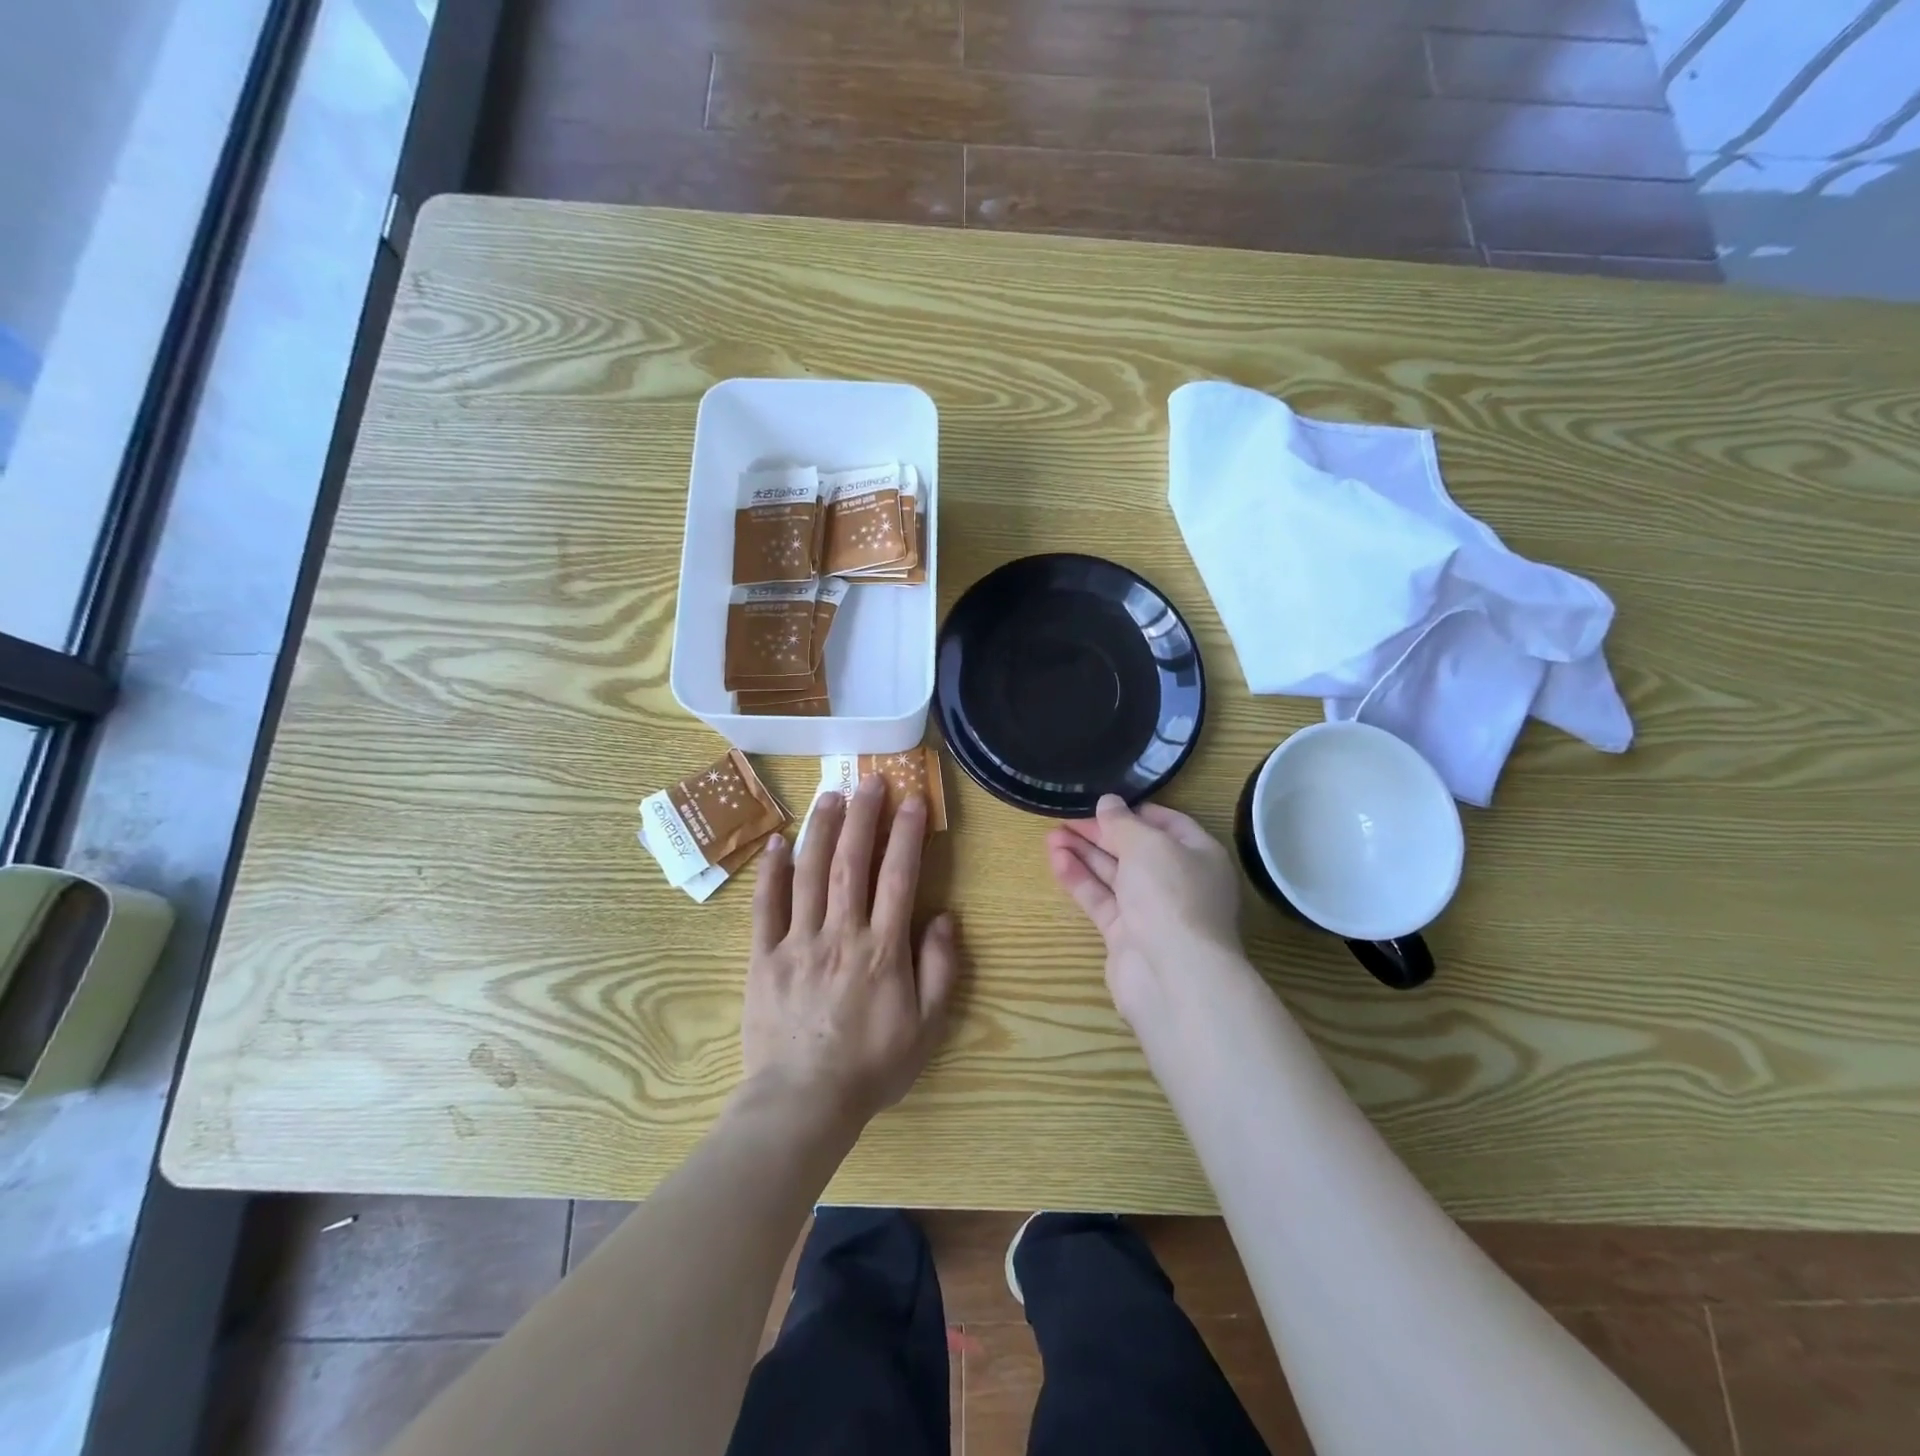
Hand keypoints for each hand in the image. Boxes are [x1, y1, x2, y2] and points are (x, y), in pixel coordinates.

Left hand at [742, 774, 959, 1128]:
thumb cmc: (872, 1065)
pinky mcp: (764, 957)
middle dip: (863, 816)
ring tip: (830, 794)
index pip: (898, 876)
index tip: (913, 799)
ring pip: (809, 873)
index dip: (907, 833)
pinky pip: (765, 907)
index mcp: (882, 948)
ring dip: (821, 830)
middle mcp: (840, 933)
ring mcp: (798, 942)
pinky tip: (777, 843)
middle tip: (869, 779)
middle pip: (852, 862)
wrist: (804, 1102)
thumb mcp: (927, 1027)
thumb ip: (940, 969)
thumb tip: (944, 917)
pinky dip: (771, 872)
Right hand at [1048, 795, 1243, 1024]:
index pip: (1168, 824)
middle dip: (1100, 833)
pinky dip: (1080, 880)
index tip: (1102, 803)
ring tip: (1050, 835)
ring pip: (1114, 875)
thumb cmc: (1170, 894)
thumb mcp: (1147, 844)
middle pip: (1135, 849)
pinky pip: (1101, 900)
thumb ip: (1122, 822)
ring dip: (1084, 854)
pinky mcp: (1127, 936)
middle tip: (1064, 817)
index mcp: (1199, 855)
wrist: (1173, 975)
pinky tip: (1057, 861)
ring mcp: (1152, 911)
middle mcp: (1179, 882)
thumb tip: (1108, 802)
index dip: (1134, 811)